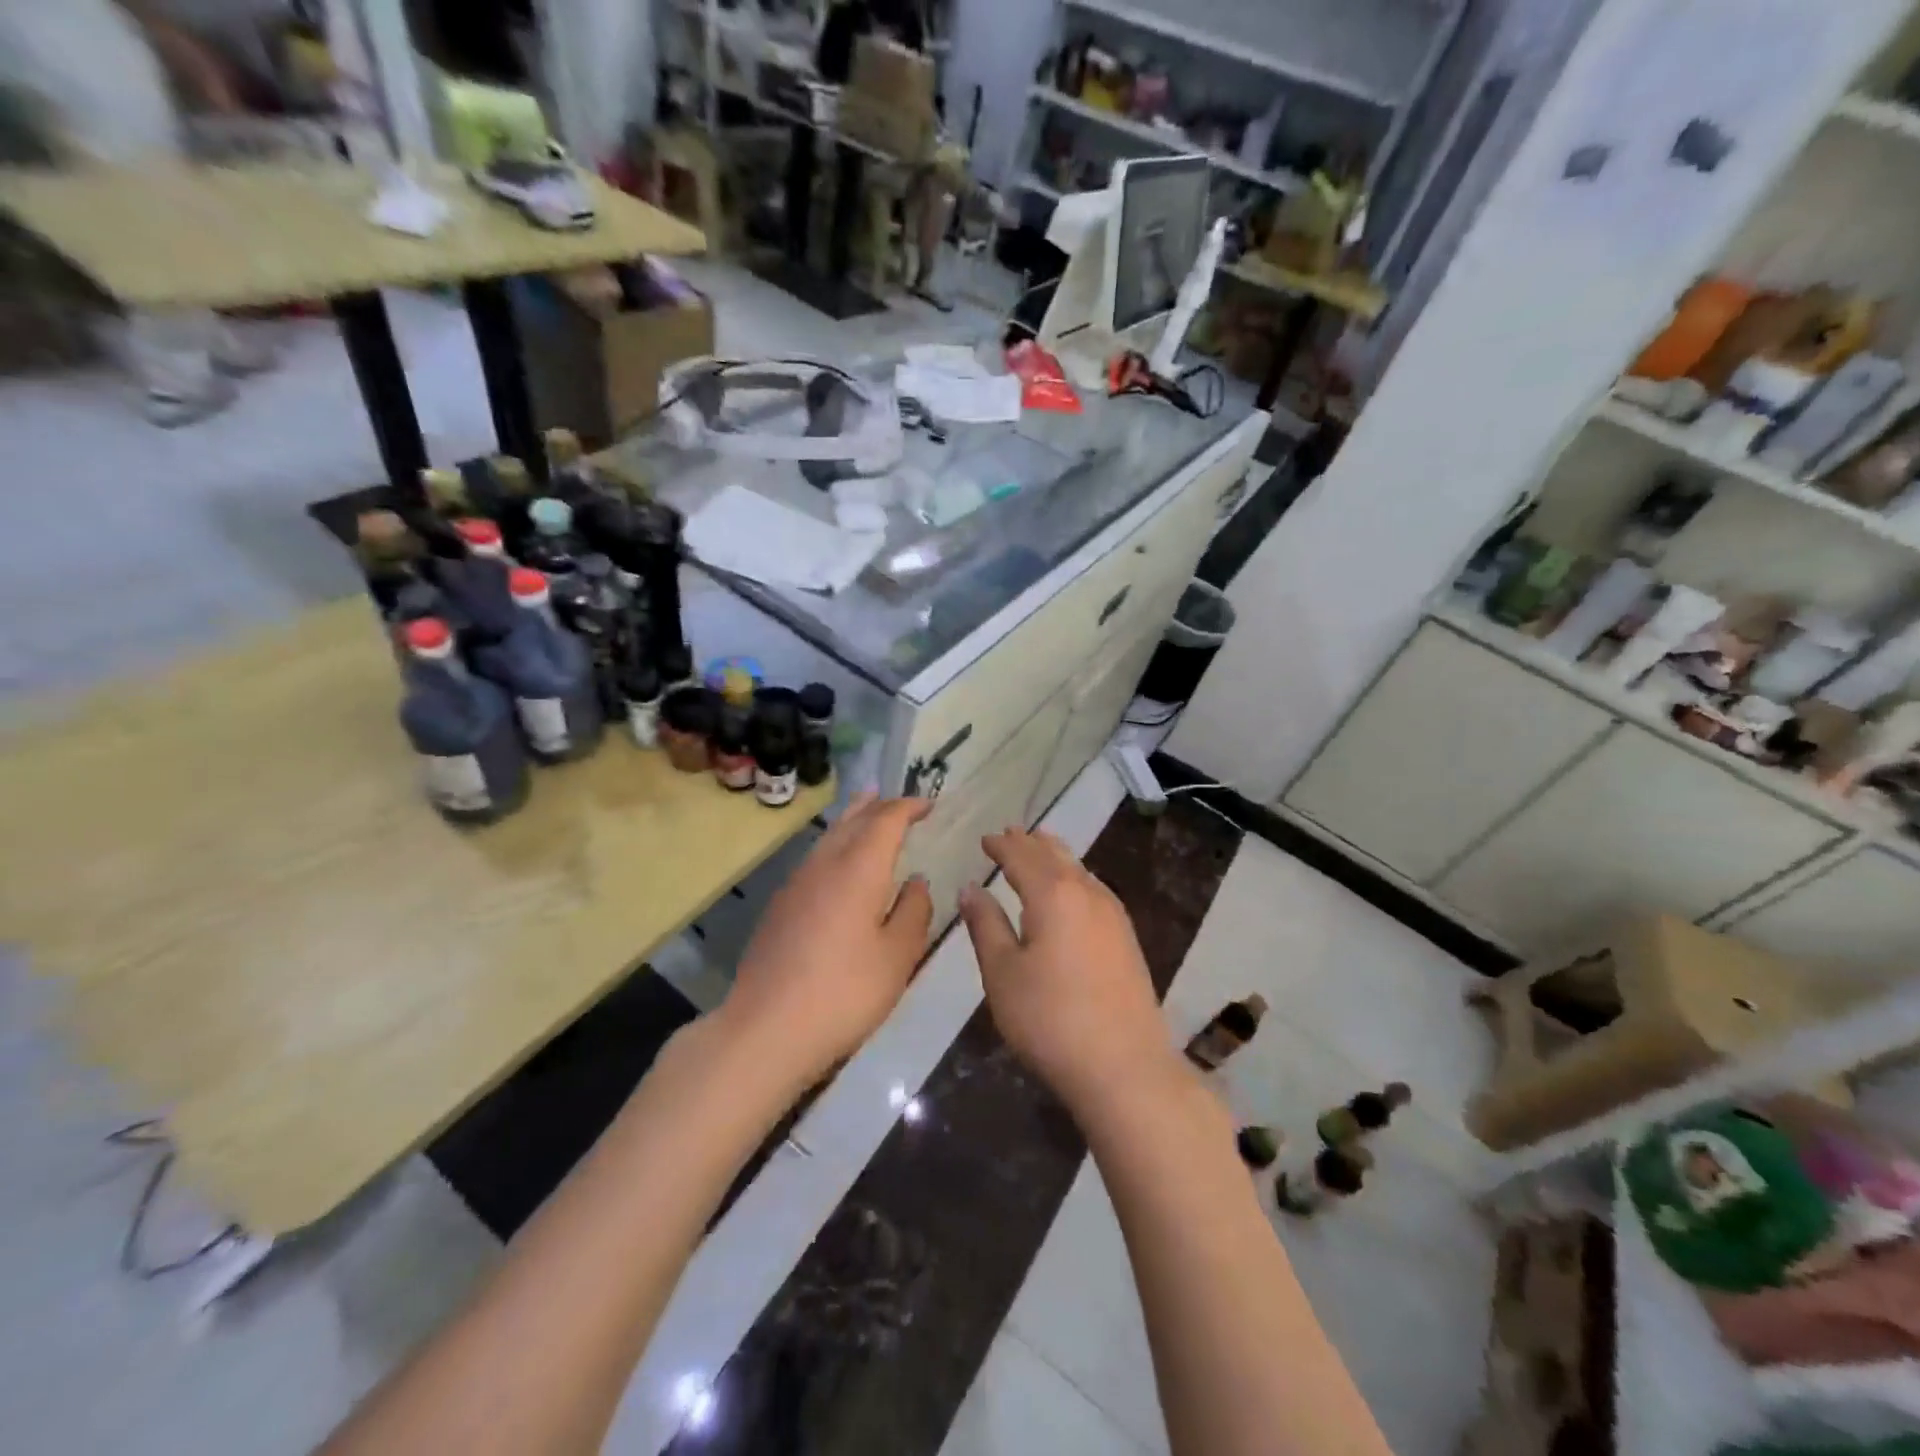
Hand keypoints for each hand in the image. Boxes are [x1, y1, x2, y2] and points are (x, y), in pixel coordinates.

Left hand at [721, 795, 933, 1087]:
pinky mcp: (780, 906)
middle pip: (853, 820)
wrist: (765, 1029)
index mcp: (858, 869)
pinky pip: (816, 857)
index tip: (929, 804)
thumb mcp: (897, 957)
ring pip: (830, 836)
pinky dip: (836, 844)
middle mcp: (824, 864)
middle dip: (879, 805)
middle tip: (900, 800)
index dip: (908, 807)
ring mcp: (796, 883)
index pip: (886, 820)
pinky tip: (840, 862)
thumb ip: (914, 912)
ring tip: (868, 808)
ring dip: (853, 819)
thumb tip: (917, 882)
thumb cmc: (844, 992)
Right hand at [959, 828, 1175, 1111]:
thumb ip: (985, 925)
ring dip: (1054, 855)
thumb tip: (970, 888)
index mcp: (1052, 894)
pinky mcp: (1126, 936)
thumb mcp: (1002, 974)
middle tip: (1009, 834)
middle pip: (1054, 854)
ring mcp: (1112, 913)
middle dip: (1029, 842)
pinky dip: (1074, 876)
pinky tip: (1071, 890)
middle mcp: (1086, 892)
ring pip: (1079, 868)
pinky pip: (1094, 887)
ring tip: (1038, 849)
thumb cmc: (1050, 1019)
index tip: (985, 839)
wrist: (1124, 1066)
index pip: (1021, 856)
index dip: (1001, 845)